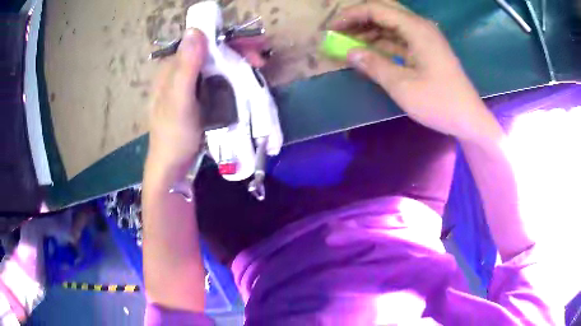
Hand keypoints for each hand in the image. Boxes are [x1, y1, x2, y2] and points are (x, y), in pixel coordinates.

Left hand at [147, 29, 268, 171]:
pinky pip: (219, 79)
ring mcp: (191, 84)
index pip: (201, 41)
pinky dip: (234, 76)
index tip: (251, 46)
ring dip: (239, 63)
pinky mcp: (200, 96)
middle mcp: (180, 71)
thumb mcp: (179, 101)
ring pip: (217, 64)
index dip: (226, 39)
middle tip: (260, 60)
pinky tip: (247, 80)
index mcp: (171, 68)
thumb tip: (195, 29)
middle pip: (212, 51)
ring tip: (259, 69)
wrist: (173, 167)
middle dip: (238, 51)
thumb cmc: (174, 136)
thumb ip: (185, 67)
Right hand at [330, 2, 500, 142]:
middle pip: (384, 11)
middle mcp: (420, 27)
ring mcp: (424, 38)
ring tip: (349, 42)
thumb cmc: (439, 103)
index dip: (350, 15)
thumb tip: (349, 52)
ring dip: (369, 30)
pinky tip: (369, 51)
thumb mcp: (402, 86)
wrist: (469, 119)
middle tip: (339, 31)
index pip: (376, 9)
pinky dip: (382, 43)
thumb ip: (374, 65)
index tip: (331, 28)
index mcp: (416, 29)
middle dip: (359, 18)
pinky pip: (399, 39)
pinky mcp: (426, 50)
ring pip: (391, 24)